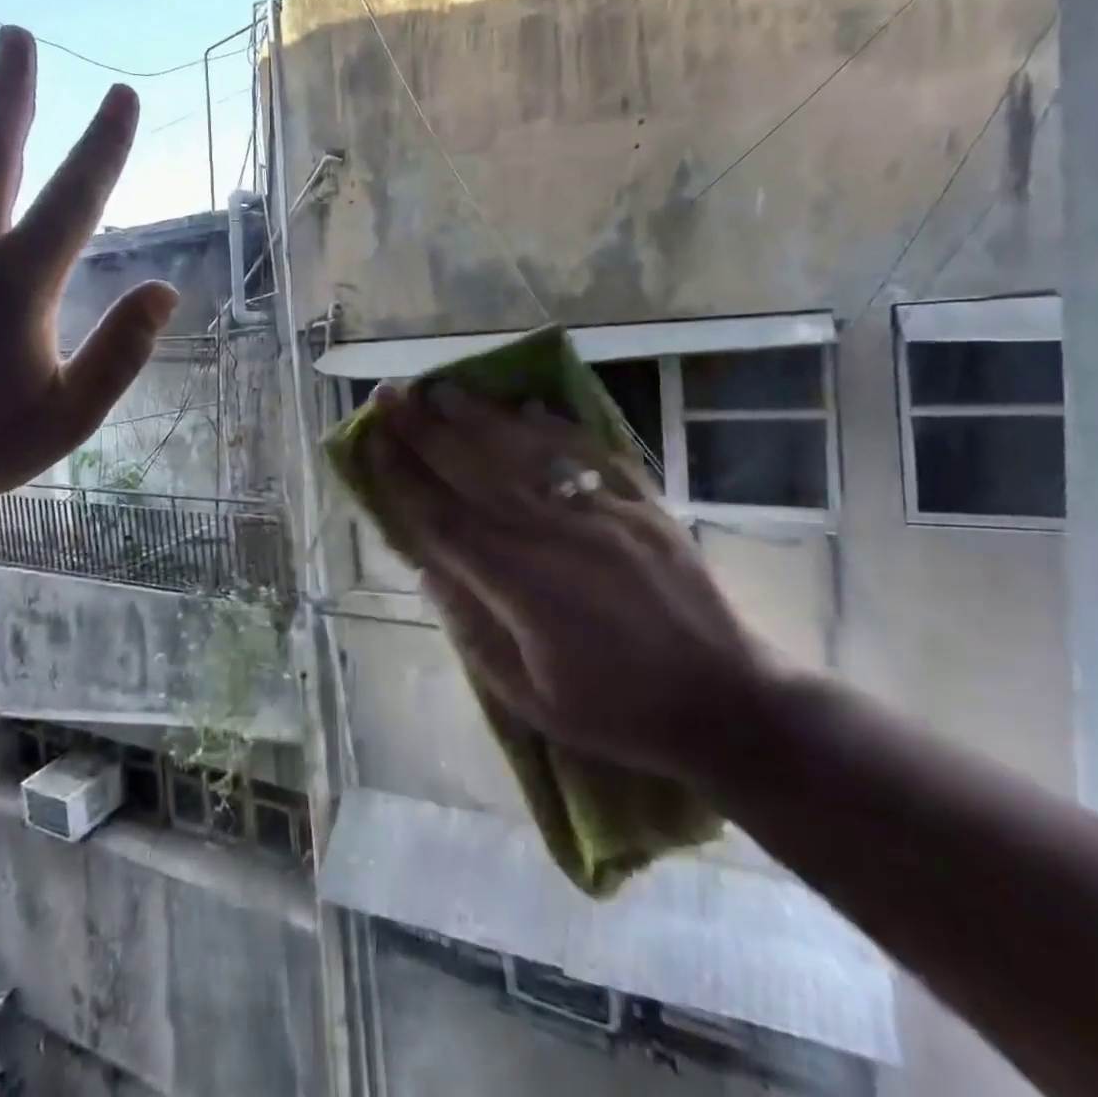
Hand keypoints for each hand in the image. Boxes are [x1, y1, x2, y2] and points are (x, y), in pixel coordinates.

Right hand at [367, 383, 774, 785]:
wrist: (727, 701)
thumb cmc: (617, 711)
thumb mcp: (529, 696)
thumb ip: (471, 628)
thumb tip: (428, 569)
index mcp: (522, 584)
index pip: (442, 518)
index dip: (400, 477)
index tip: (370, 442)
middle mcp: (555, 534)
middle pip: (475, 471)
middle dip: (425, 430)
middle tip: (390, 394)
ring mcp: (602, 512)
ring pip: (526, 451)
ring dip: (478, 416)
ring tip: (441, 387)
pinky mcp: (641, 504)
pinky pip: (588, 453)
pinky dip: (554, 425)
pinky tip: (527, 403)